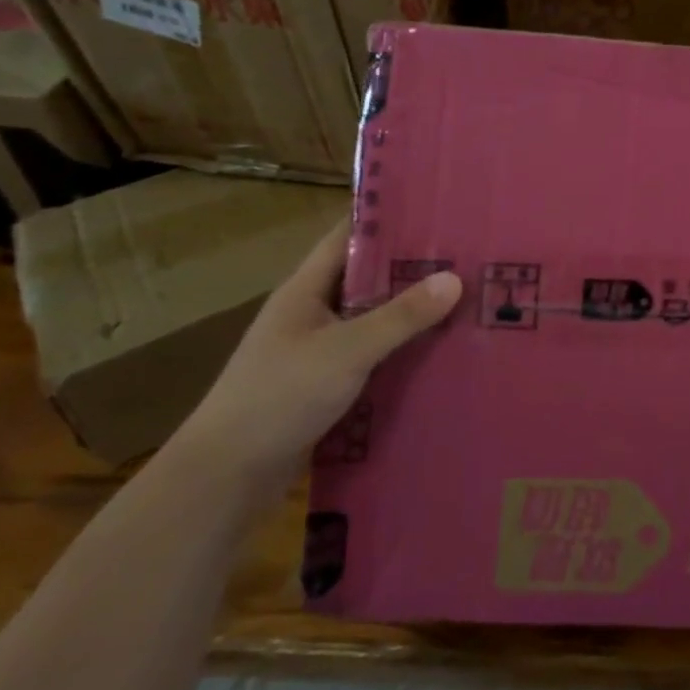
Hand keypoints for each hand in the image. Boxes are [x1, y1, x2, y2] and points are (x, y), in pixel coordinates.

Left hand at [171, 224, 461, 493]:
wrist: (224, 478)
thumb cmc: (278, 398)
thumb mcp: (346, 351)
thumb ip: (400, 316)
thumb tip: (455, 279)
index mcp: (305, 290)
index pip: (349, 236)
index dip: (387, 219)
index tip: (436, 210)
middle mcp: (311, 312)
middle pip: (367, 277)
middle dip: (411, 268)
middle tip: (465, 257)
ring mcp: (316, 350)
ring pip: (371, 318)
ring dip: (408, 313)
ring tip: (462, 301)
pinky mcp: (323, 384)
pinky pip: (370, 354)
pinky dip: (399, 350)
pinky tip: (435, 353)